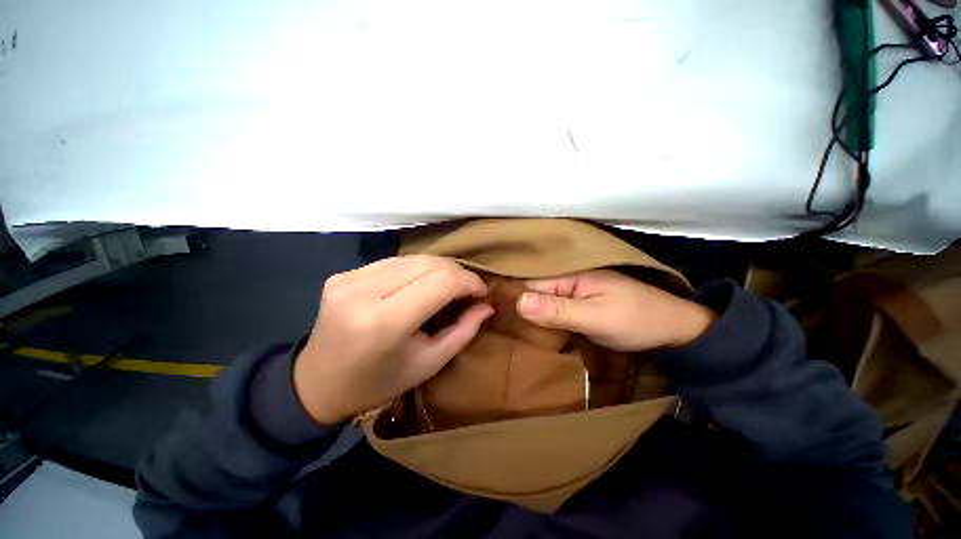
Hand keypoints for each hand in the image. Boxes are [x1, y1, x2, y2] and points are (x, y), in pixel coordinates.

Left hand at [294, 256, 493, 425]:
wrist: (317, 384)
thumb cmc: (377, 383)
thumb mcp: (428, 364)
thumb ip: (463, 331)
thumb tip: (487, 305)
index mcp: (384, 322)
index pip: (441, 282)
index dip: (468, 281)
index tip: (481, 292)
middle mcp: (363, 292)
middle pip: (427, 263)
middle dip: (457, 272)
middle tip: (468, 289)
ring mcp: (348, 279)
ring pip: (412, 258)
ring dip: (438, 269)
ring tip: (448, 286)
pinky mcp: (343, 274)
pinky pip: (393, 262)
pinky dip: (415, 269)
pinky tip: (420, 284)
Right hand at [516, 270, 715, 351]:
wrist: (673, 331)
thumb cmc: (635, 321)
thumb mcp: (595, 317)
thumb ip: (557, 310)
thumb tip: (518, 302)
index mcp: (571, 274)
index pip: (531, 283)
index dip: (513, 299)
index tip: (494, 315)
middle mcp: (570, 278)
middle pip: (535, 291)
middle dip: (520, 307)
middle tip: (498, 325)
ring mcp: (576, 291)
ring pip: (544, 301)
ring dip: (531, 314)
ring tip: (510, 328)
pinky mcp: (581, 303)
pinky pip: (555, 308)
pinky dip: (545, 317)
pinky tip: (534, 329)